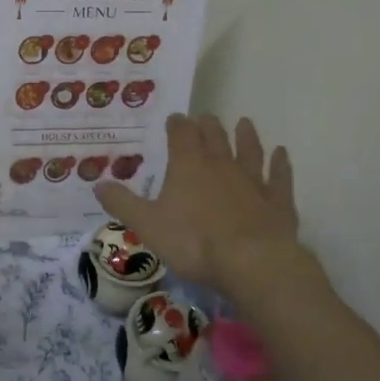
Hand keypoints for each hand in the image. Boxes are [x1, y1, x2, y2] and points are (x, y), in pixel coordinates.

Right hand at [93, 114, 307, 296]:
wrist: (252, 262)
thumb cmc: (194, 241)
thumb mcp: (147, 224)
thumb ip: (122, 203)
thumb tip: (97, 183)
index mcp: (188, 166)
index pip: (181, 134)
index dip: (177, 124)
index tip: (174, 118)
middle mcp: (221, 165)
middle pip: (215, 137)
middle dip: (208, 126)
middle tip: (205, 118)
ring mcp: (253, 181)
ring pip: (249, 150)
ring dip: (246, 136)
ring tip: (245, 123)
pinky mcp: (277, 201)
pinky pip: (279, 177)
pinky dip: (281, 164)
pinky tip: (282, 154)